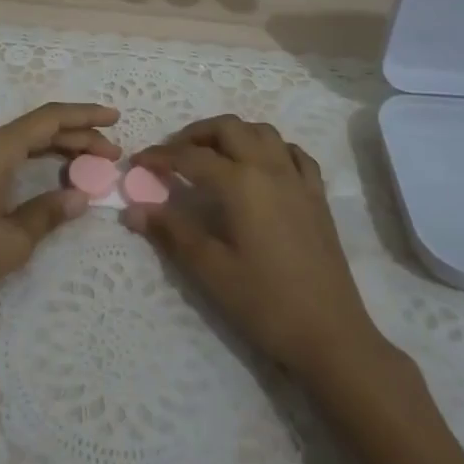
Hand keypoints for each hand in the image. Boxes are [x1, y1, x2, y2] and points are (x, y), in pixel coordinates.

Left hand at [0, 102, 119, 332]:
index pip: (49, 119)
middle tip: (111, 153)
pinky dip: (30, 158)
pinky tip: (49, 172)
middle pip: (36, 128)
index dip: (85, 116)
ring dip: (54, 148)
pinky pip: (1, 153)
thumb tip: (81, 196)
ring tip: (89, 162)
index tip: (115, 118)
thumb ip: (50, 212)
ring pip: (18, 140)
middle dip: (76, 137)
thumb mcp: (12, 241)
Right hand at [125, 116, 384, 378]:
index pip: (191, 157)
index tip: (137, 162)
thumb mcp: (211, 270)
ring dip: (233, 133)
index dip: (160, 156)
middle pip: (228, 128)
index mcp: (240, 183)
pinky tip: (262, 165)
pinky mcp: (317, 195)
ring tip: (212, 154)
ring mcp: (298, 179)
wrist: (331, 335)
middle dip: (195, 133)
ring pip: (262, 132)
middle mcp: (269, 168)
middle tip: (172, 154)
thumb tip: (133, 210)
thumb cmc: (265, 303)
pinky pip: (294, 153)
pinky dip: (272, 148)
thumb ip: (171, 232)